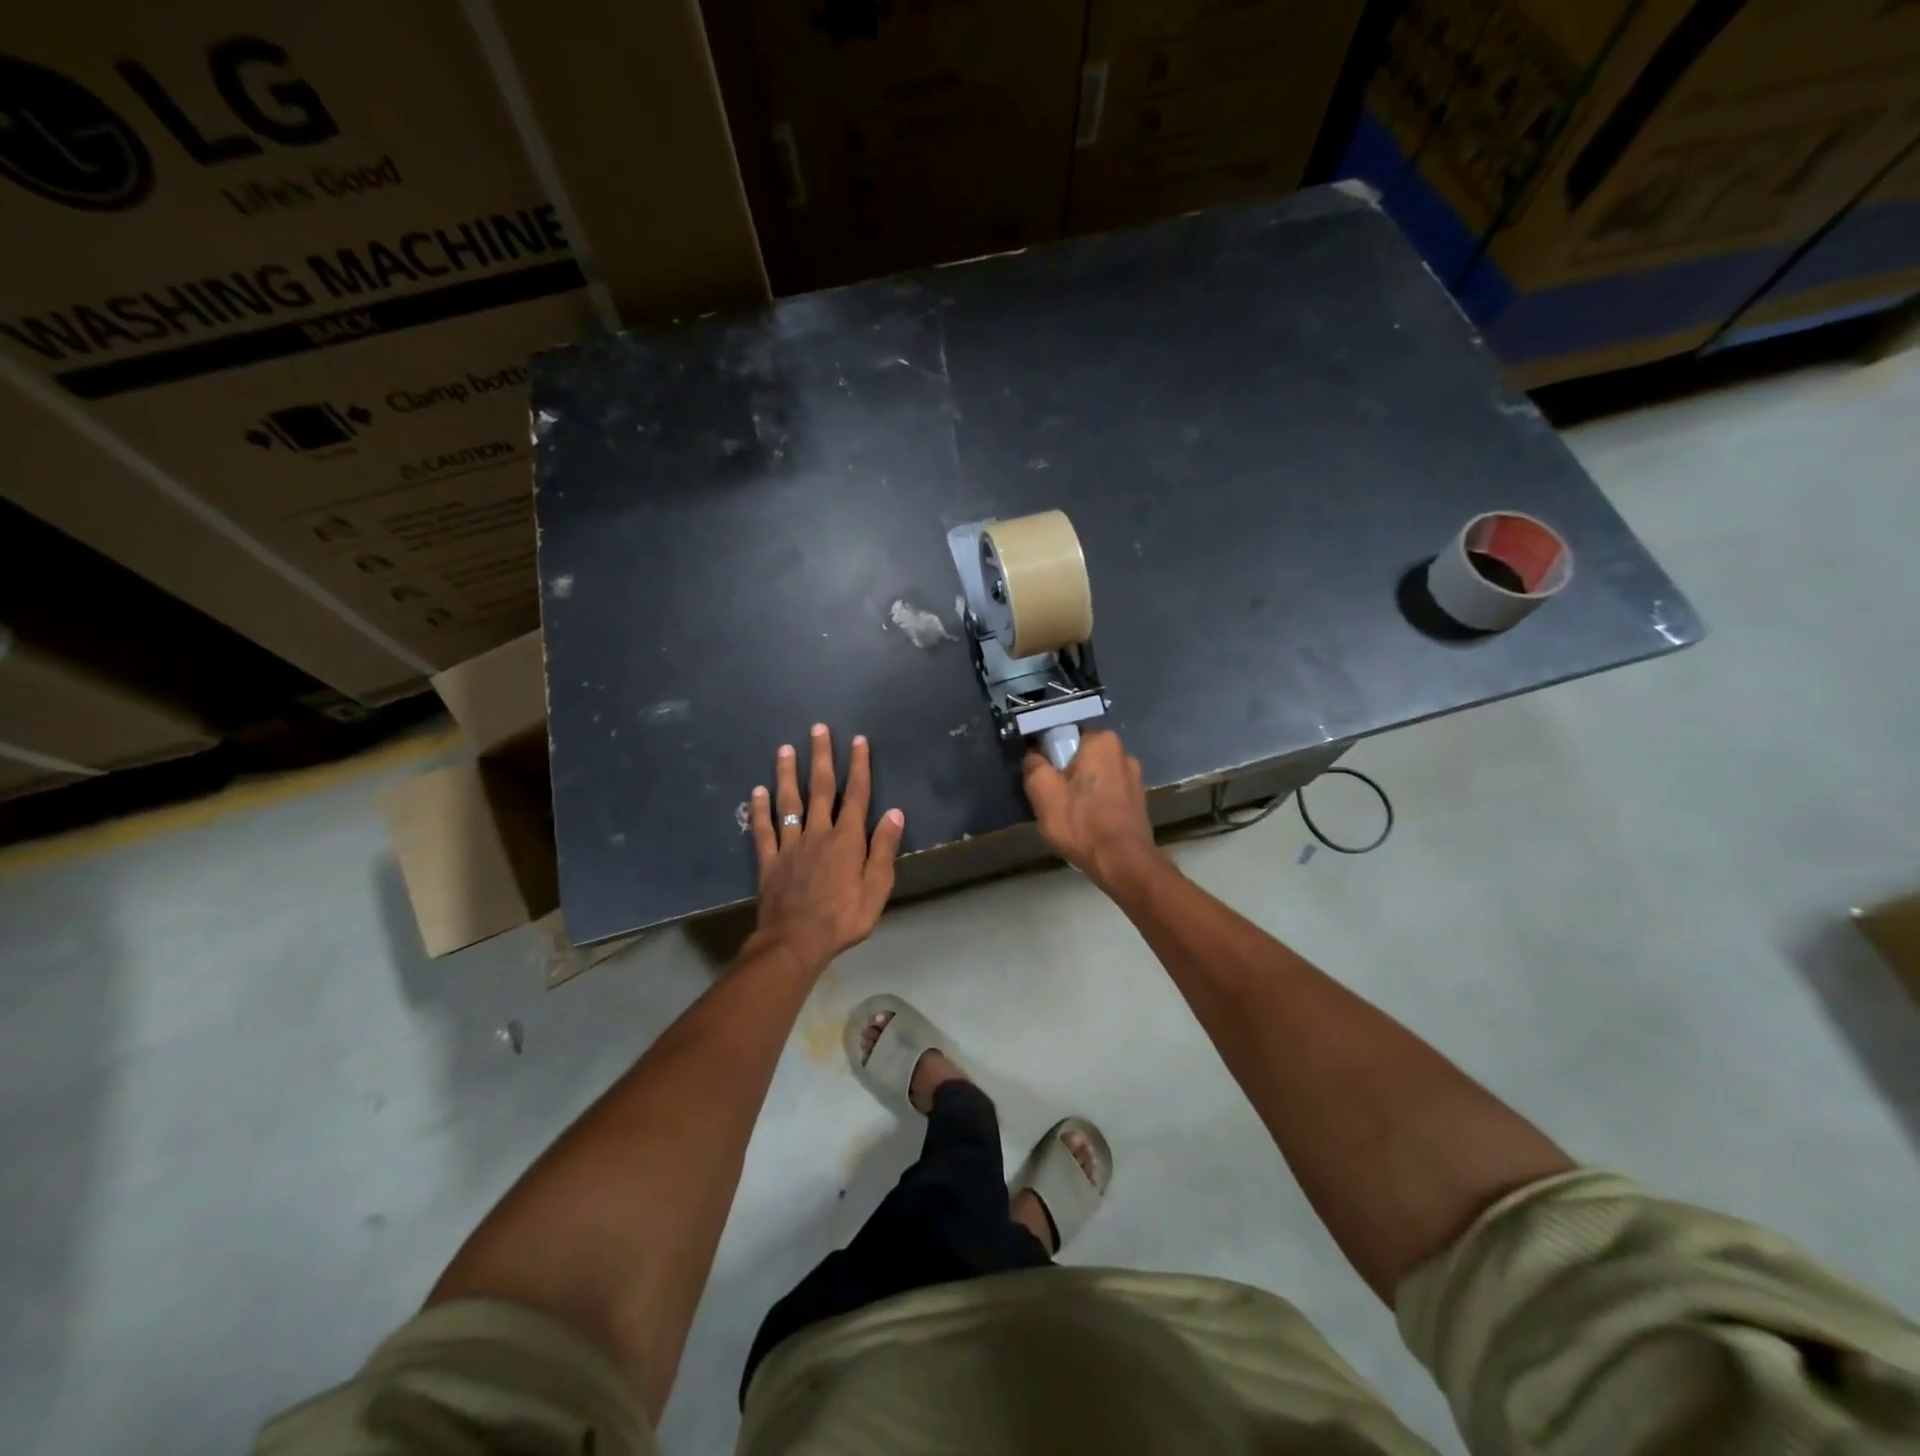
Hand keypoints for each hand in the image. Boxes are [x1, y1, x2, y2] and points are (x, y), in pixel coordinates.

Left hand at [749, 724, 904, 971]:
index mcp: (847, 840)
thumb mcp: (877, 889)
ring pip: (788, 802)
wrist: (795, 942)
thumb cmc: (843, 919)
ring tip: (784, 749)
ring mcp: (790, 845)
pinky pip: (762, 830)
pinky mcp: (769, 860)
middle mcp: (817, 833)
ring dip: (787, 774)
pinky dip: (759, 810)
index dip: (858, 766)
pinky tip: (756, 791)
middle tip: (817, 728)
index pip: (856, 795)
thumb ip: (884, 850)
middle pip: (820, 788)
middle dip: (820, 756)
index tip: (858, 740)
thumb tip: (895, 813)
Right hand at [1022, 730, 1163, 896]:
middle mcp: (1122, 752)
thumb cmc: (1081, 823)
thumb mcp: (1043, 792)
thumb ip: (1033, 765)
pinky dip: (1094, 803)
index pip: (1064, 735)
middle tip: (1051, 799)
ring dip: (1079, 789)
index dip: (1047, 754)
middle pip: (1079, 756)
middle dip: (1063, 773)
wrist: (1123, 863)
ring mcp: (1134, 777)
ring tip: (1069, 815)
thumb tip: (1034, 756)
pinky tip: (1087, 823)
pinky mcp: (1138, 799)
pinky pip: (1106, 792)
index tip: (1040, 776)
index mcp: (1101, 741)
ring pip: (1093, 775)